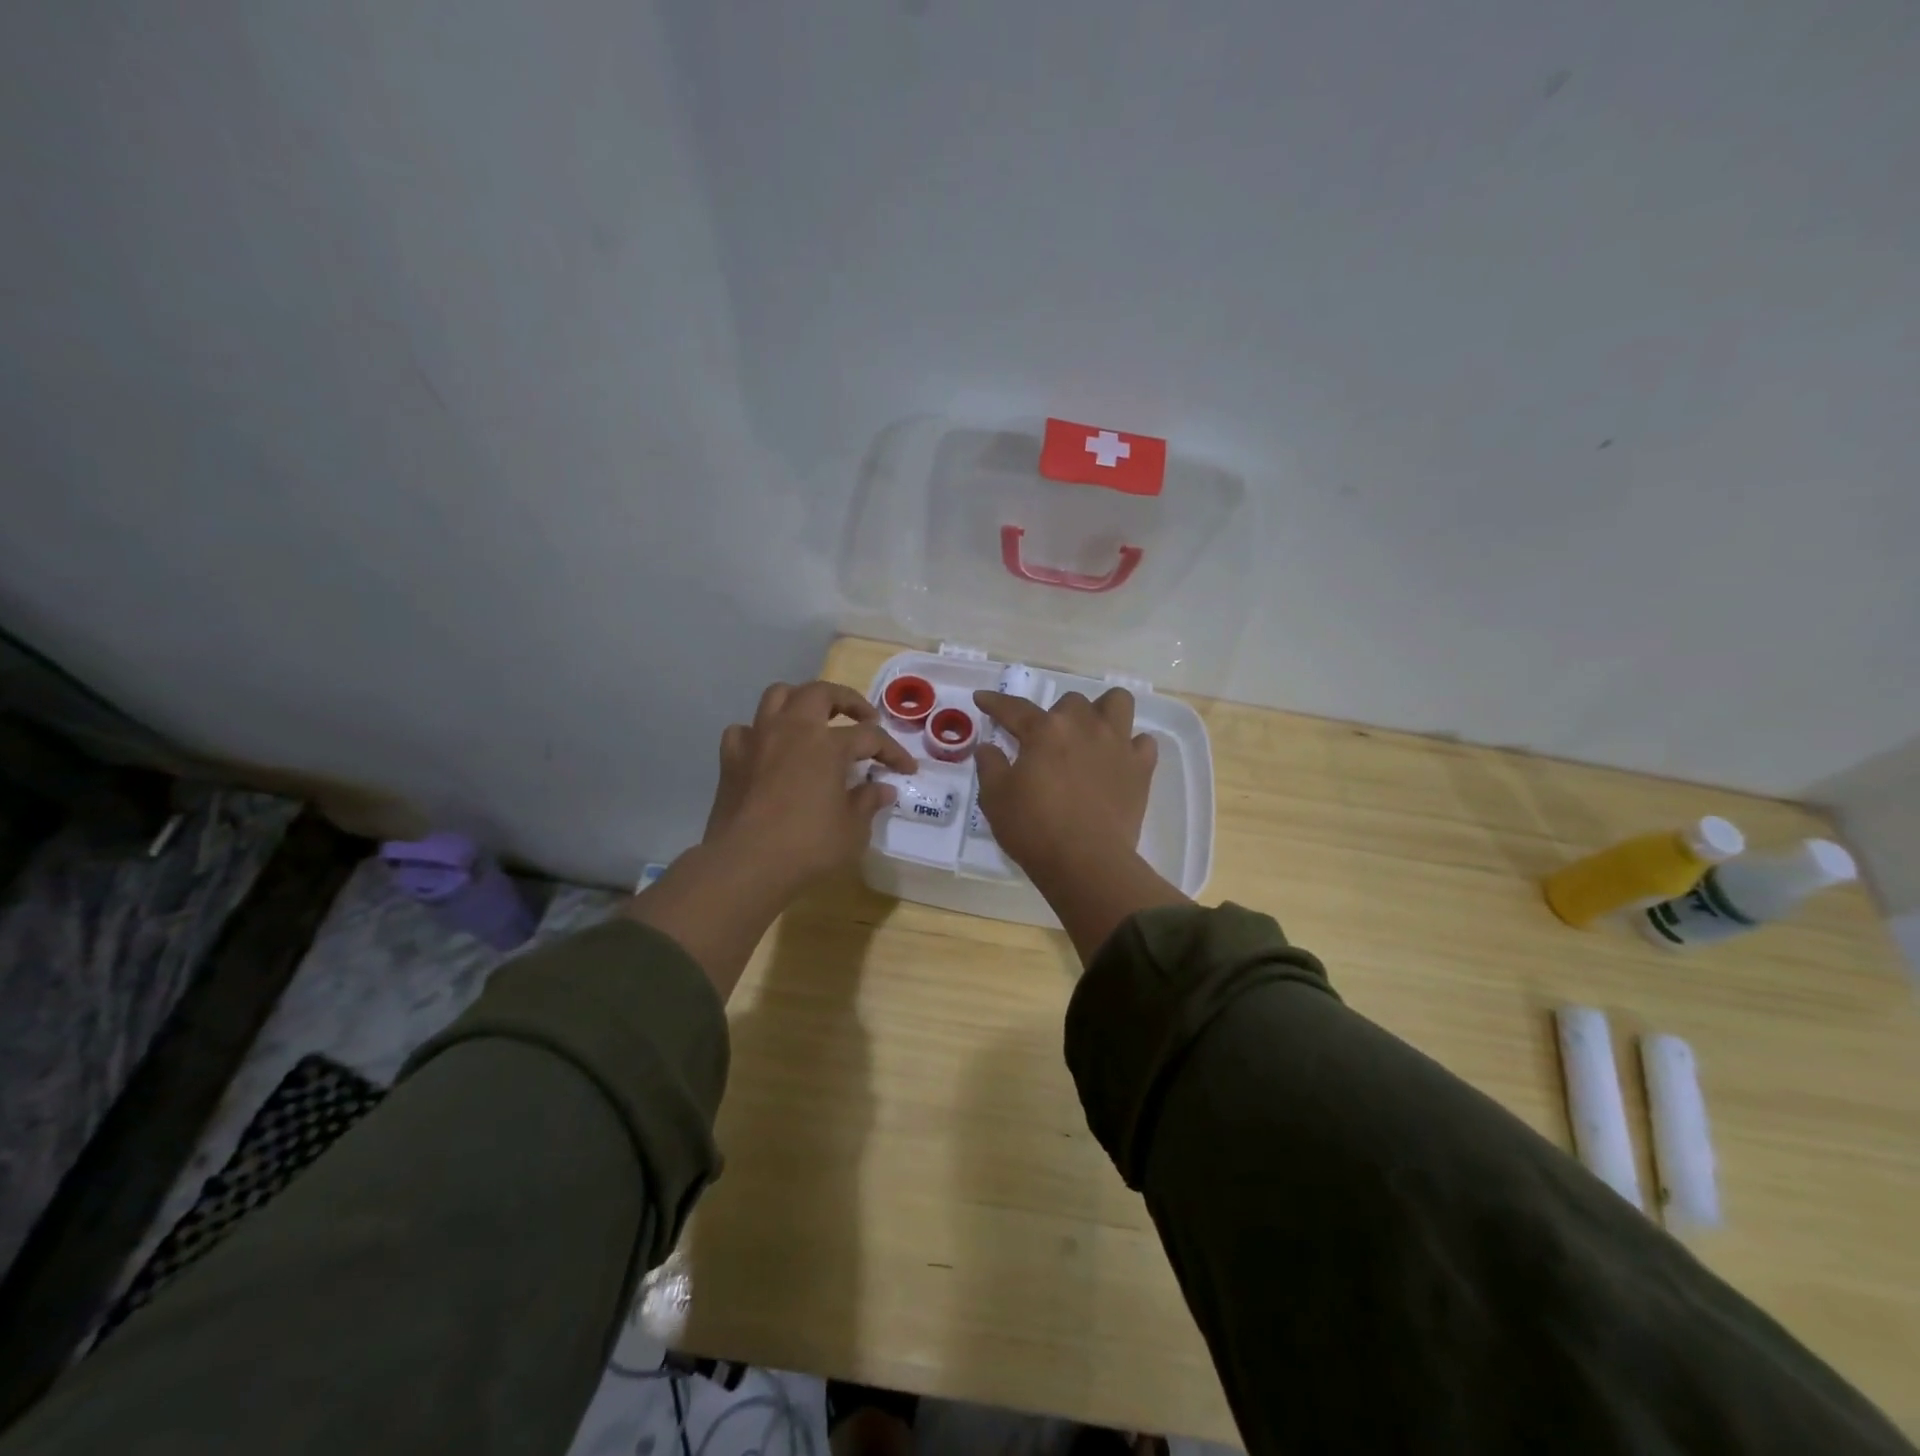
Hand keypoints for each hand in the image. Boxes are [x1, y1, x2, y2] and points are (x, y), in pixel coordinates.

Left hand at [703, 680, 915, 893]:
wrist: (744, 863)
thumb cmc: (807, 846)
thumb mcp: (852, 830)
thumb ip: (868, 802)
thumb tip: (883, 789)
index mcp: (828, 744)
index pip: (870, 737)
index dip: (893, 751)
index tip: (907, 768)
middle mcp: (792, 729)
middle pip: (821, 693)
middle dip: (847, 700)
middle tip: (864, 719)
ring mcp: (758, 739)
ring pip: (778, 696)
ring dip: (801, 700)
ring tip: (814, 719)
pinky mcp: (731, 758)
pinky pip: (745, 730)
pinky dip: (759, 733)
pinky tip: (768, 749)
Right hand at [972, 686, 1157, 879]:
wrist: (1086, 862)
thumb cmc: (1034, 829)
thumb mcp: (995, 799)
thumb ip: (989, 766)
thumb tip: (988, 747)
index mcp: (1045, 731)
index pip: (1014, 708)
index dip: (995, 702)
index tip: (982, 698)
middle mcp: (1083, 726)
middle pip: (1071, 702)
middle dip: (1057, 716)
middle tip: (1048, 743)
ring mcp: (1117, 744)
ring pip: (1117, 703)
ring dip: (1102, 712)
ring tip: (1091, 734)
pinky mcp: (1141, 768)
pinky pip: (1143, 743)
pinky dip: (1131, 746)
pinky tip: (1118, 761)